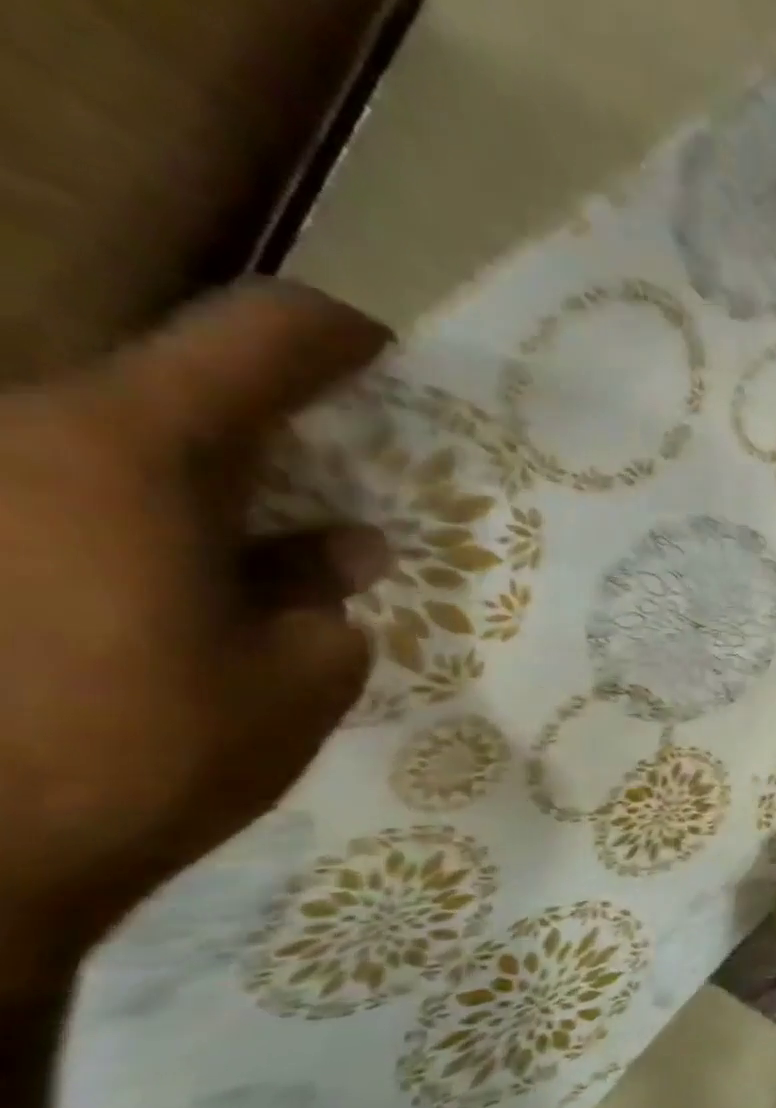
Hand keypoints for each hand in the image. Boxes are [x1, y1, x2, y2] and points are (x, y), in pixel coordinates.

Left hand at [0, 279, 390, 958]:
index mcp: (130, 454)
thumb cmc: (153, 756)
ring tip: (279, 563)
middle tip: (347, 497)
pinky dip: (155, 533)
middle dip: (282, 437)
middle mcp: (24, 440)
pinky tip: (199, 597)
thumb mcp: (301, 675)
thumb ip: (328, 593)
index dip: (338, 337)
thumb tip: (341, 551)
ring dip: (218, 493)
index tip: (391, 360)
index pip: (256, 339)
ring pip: (123, 453)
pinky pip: (74, 505)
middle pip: (183, 395)